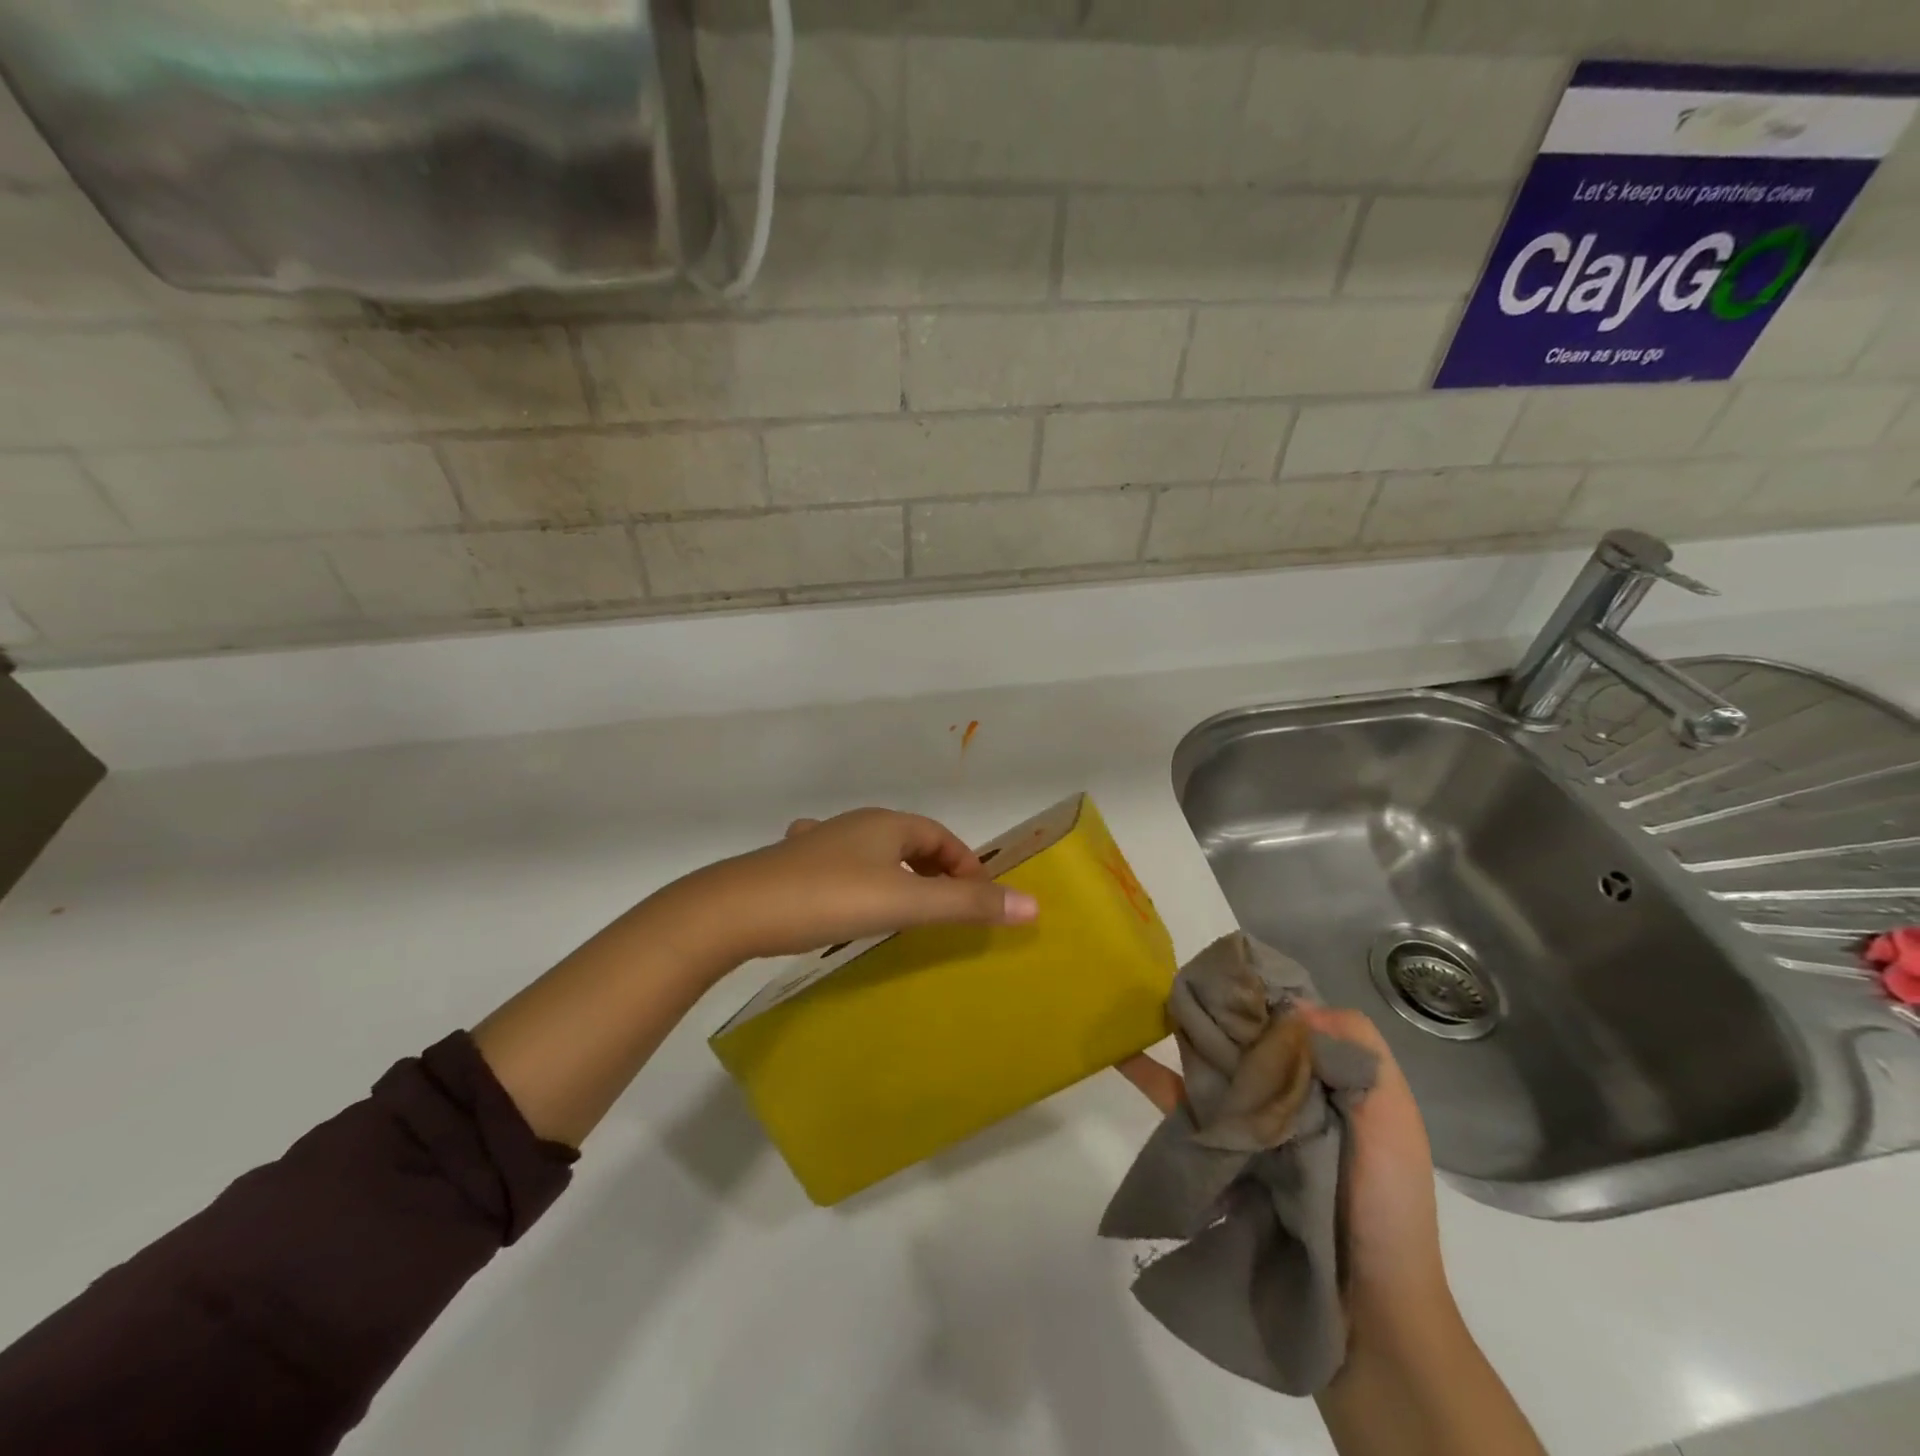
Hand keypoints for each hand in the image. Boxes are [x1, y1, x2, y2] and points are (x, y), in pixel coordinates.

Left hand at [673, 808, 1038, 964]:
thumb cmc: (829, 898)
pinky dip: (859, 881)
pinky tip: (847, 900)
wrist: (736, 909)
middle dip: (934, 869)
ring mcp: (819, 843)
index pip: (940, 836)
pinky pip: (841, 867)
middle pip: (908, 841)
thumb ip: (967, 905)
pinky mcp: (793, 866)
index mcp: (886, 824)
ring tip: (906, 906)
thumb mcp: (905, 903)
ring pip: (873, 853)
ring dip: (897, 874)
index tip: (978, 900)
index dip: (966, 864)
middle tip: (948, 907)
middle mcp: (855, 825)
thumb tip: (1032, 905)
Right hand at [1117, 1003, 1446, 1313]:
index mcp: (1322, 1077)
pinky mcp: (1215, 1150)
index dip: (1256, 990)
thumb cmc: (1385, 1202)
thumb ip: (1357, 1051)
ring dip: (1178, 1031)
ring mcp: (1245, 1120)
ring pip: (1207, 1062)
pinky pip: (1180, 1105)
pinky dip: (1150, 1076)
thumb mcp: (1393, 1117)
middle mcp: (1281, 1090)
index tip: (1225, 966)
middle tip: (1175, 976)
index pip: (1284, 1017)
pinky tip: (1120, 1052)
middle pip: (1240, 1035)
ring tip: (1136, 997)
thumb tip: (1290, 1005)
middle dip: (1211, 1005)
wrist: (1367, 1308)